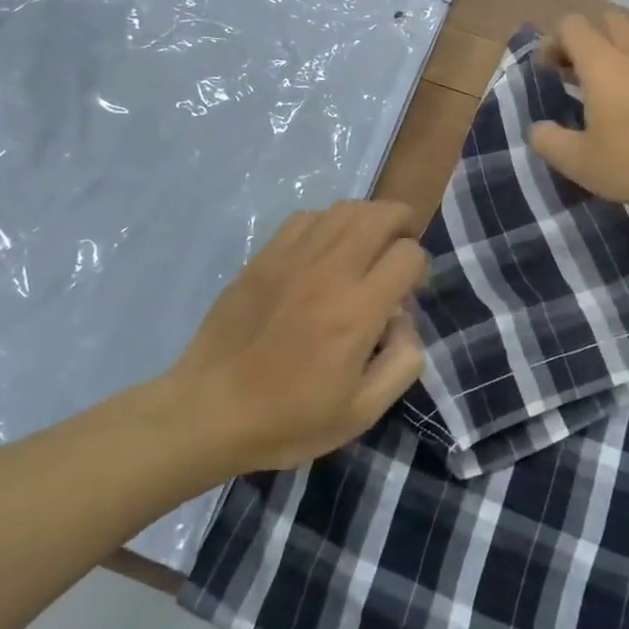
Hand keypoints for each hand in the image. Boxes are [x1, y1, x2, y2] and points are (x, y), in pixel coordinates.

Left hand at [167, 201, 427, 472]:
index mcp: (357, 311)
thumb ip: (402, 363)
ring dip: (367, 219)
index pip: (408, 255)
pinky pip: (306, 218)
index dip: (420, 267)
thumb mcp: (361, 413)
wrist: (208, 411)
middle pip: (380, 215)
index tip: (410, 291)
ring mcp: (292, 258)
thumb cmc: (287, 419)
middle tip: (400, 248)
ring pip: (344, 209)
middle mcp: (329, 272)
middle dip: (402, 223)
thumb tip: (404, 320)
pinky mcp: (263, 257)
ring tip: (366, 244)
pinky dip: (327, 224)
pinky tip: (323, 251)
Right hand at [530, 12, 628, 213]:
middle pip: (609, 20)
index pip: (572, 26)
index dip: (553, 41)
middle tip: (576, 72)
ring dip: (620, 46)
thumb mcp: (580, 163)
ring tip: (612, 81)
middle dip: (587, 39)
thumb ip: (550, 142)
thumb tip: (538, 129)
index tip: (547, 71)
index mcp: (603, 64)